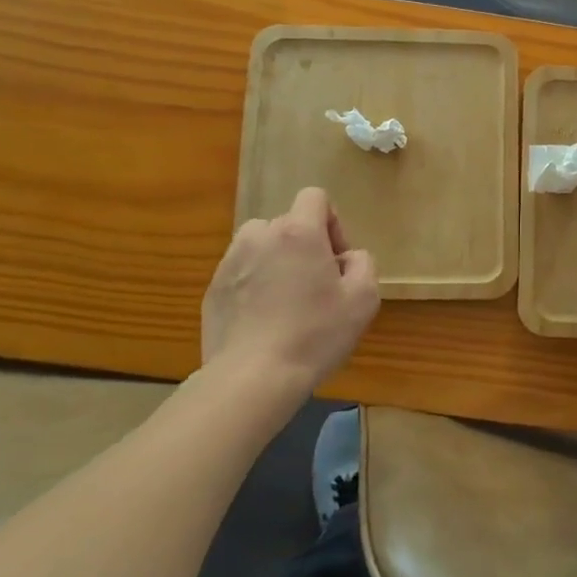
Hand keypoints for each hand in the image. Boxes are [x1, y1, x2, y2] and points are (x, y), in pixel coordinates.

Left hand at [200, 187, 378, 392]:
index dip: (331, 222)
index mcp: (297, 231)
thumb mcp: (363, 299)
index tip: (336, 260)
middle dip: (305, 246)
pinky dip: (254, 286)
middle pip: (288, 223)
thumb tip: (346, 258)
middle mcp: (259, 236)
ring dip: (276, 262)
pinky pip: (241, 274)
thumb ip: (363, 264)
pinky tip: (263, 322)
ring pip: (260, 247)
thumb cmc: (314, 335)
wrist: (251, 379)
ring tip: (286, 301)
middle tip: (316, 287)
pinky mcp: (212, 290)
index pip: (314, 197)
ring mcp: (230, 263)